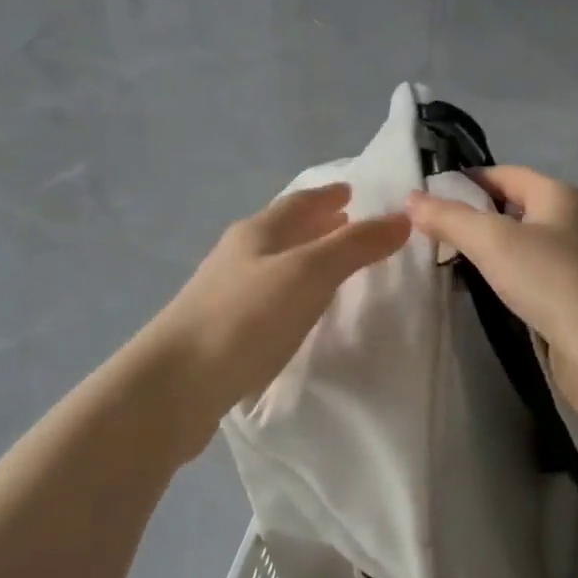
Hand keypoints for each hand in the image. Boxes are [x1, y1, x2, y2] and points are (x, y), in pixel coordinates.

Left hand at [143, 183, 410, 432]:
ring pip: (274, 264)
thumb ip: (356, 246)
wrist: (174, 386)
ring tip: (332, 267)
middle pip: (284, 230)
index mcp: (257, 232)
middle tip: (349, 223)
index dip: (327, 195)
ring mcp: (225, 294)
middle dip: (317, 224)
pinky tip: (300, 311)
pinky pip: (266, 298)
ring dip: (304, 258)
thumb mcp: (309, 274)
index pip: (299, 202)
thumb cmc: (246, 318)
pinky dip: (291, 292)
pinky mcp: (221, 331)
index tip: (352, 191)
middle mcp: (238, 255)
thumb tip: (403, 217)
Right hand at [404, 165, 577, 421]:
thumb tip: (412, 198)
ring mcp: (570, 264)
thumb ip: (450, 218)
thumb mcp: (493, 241)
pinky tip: (475, 294)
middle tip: (424, 234)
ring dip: (483, 253)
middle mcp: (567, 223)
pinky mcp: (567, 301)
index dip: (465, 180)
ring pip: (517, 248)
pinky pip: (525, 280)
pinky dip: (500, 281)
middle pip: (510, 210)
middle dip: (470, 218)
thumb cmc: (553, 280)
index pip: (503, 174)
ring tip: (439, 264)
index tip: (424, 197)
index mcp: (557, 196)